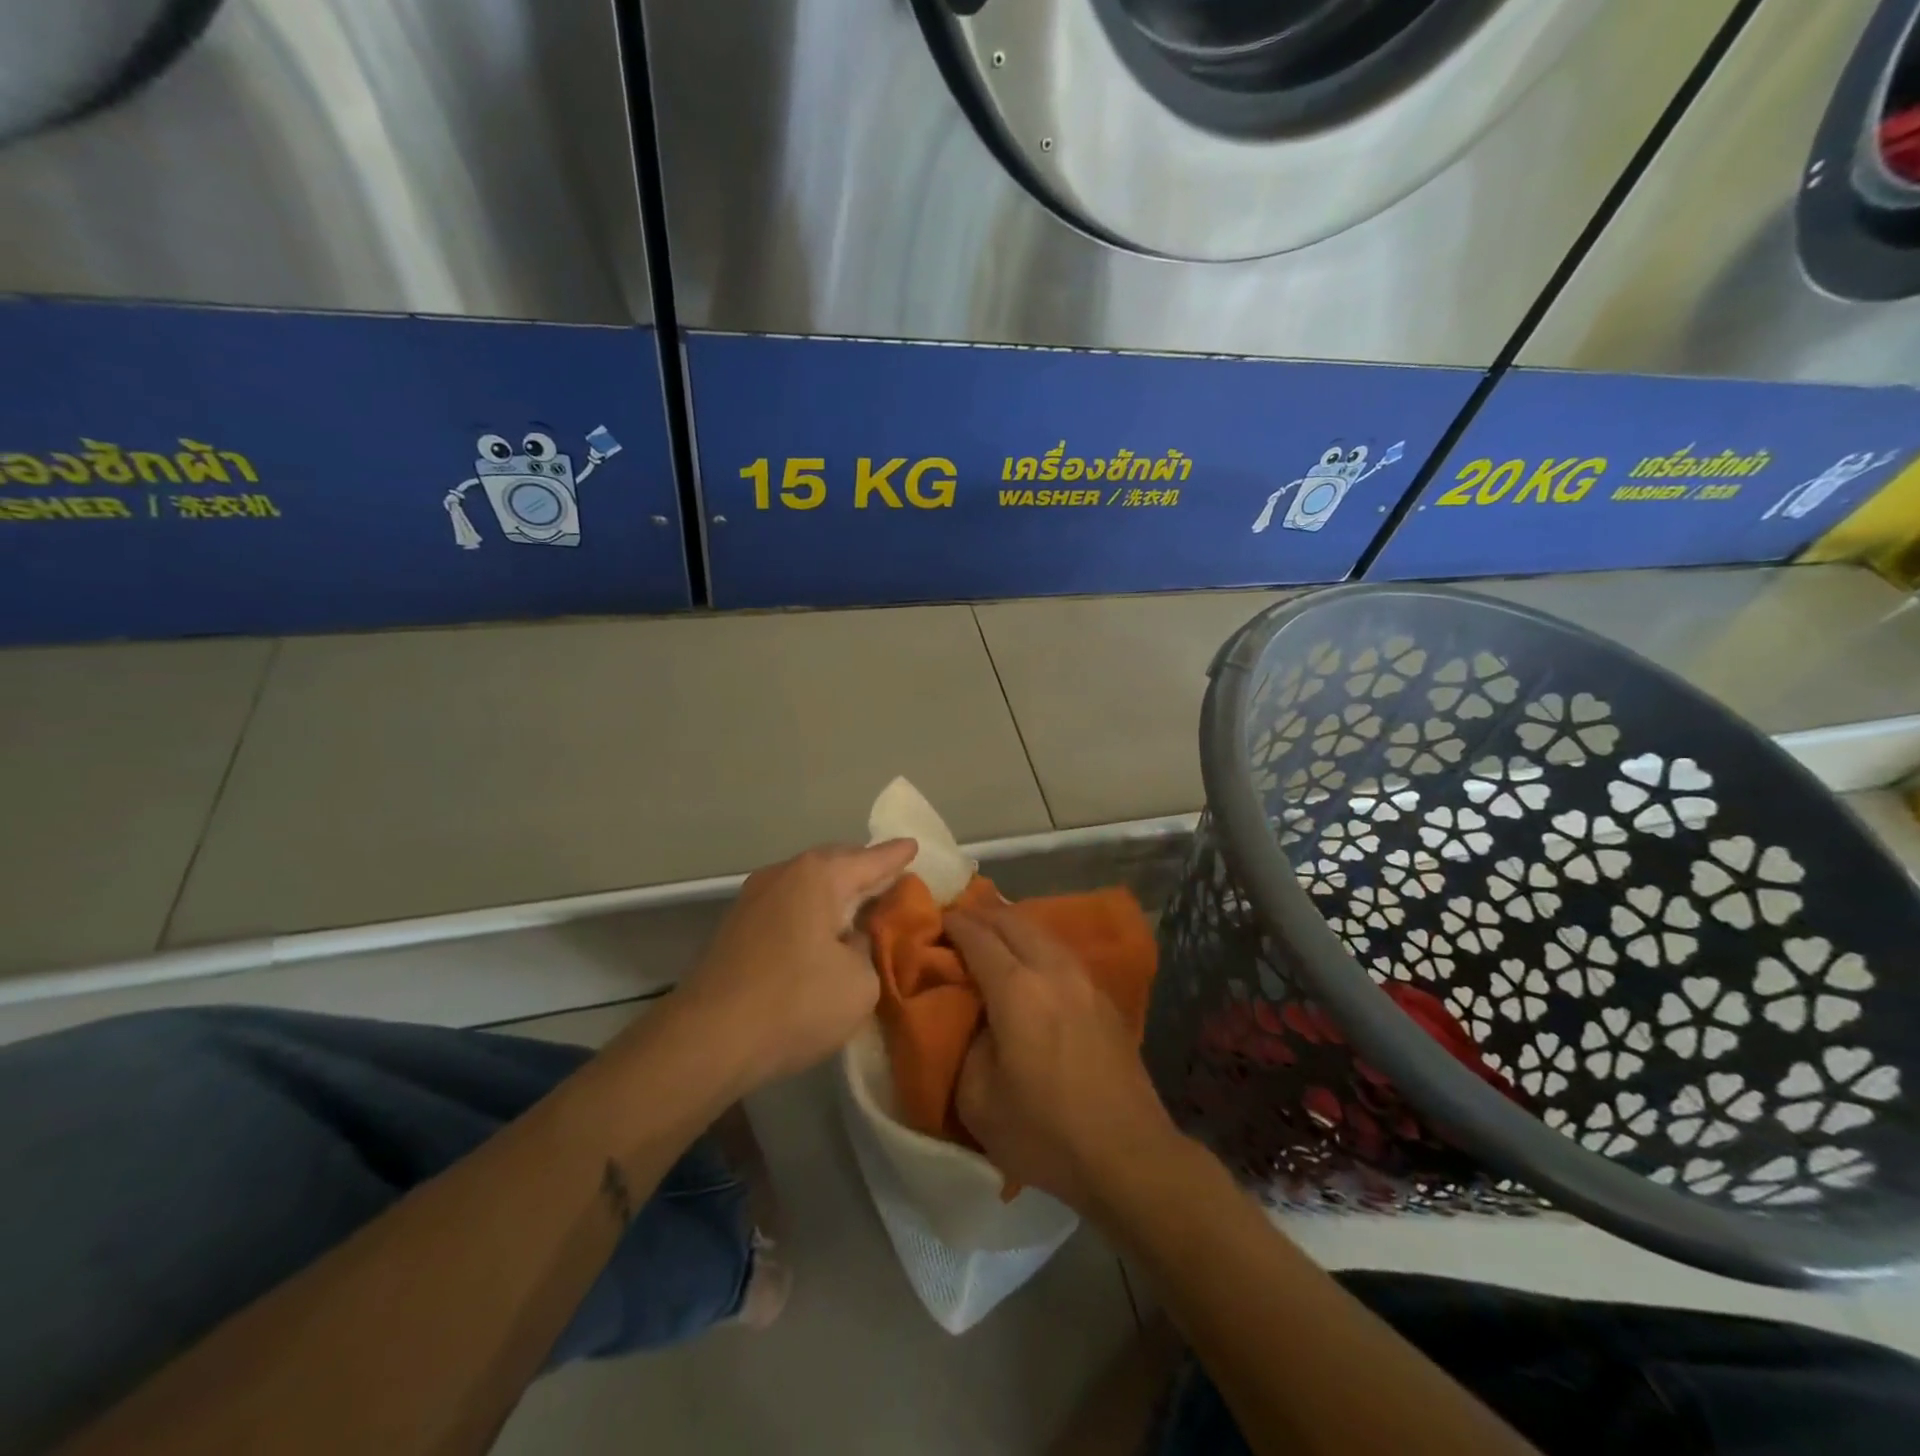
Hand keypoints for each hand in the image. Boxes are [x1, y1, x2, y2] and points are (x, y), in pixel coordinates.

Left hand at [676, 840, 916, 1088]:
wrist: (708, 1040)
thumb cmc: (796, 1003)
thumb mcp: (860, 982)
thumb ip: (867, 949)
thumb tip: (850, 939)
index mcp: (819, 876)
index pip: (871, 859)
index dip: (896, 856)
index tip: (914, 845)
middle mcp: (784, 874)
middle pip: (835, 863)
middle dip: (864, 870)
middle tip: (891, 881)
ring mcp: (753, 898)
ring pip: (807, 884)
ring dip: (834, 893)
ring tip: (859, 908)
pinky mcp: (736, 926)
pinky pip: (787, 905)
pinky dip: (811, 911)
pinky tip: (821, 933)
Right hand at [949, 905, 1177, 1213]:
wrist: (1128, 1155)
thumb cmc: (1046, 1133)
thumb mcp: (978, 1101)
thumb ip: (967, 1046)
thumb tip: (978, 1018)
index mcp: (1017, 990)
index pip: (978, 936)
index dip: (954, 923)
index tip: (935, 920)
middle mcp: (1052, 970)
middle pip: (1013, 920)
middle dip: (982, 914)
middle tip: (959, 921)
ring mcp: (1084, 980)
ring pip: (1042, 932)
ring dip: (1012, 925)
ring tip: (992, 934)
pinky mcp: (1104, 997)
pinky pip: (1061, 952)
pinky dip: (1036, 944)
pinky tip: (1030, 961)